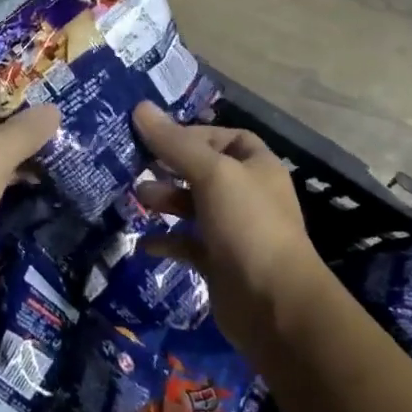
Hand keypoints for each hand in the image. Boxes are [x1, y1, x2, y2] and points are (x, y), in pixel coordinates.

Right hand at [132, 102, 334, 351]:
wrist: (274, 304)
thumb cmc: (248, 225)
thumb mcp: (211, 174)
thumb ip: (174, 143)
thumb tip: (139, 107)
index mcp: (257, 166)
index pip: (226, 138)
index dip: (194, 134)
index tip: (159, 138)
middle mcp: (248, 195)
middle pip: (205, 171)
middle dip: (171, 168)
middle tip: (137, 167)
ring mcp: (234, 231)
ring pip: (194, 207)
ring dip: (166, 201)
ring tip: (137, 199)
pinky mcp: (219, 264)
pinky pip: (188, 245)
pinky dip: (167, 241)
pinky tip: (142, 242)